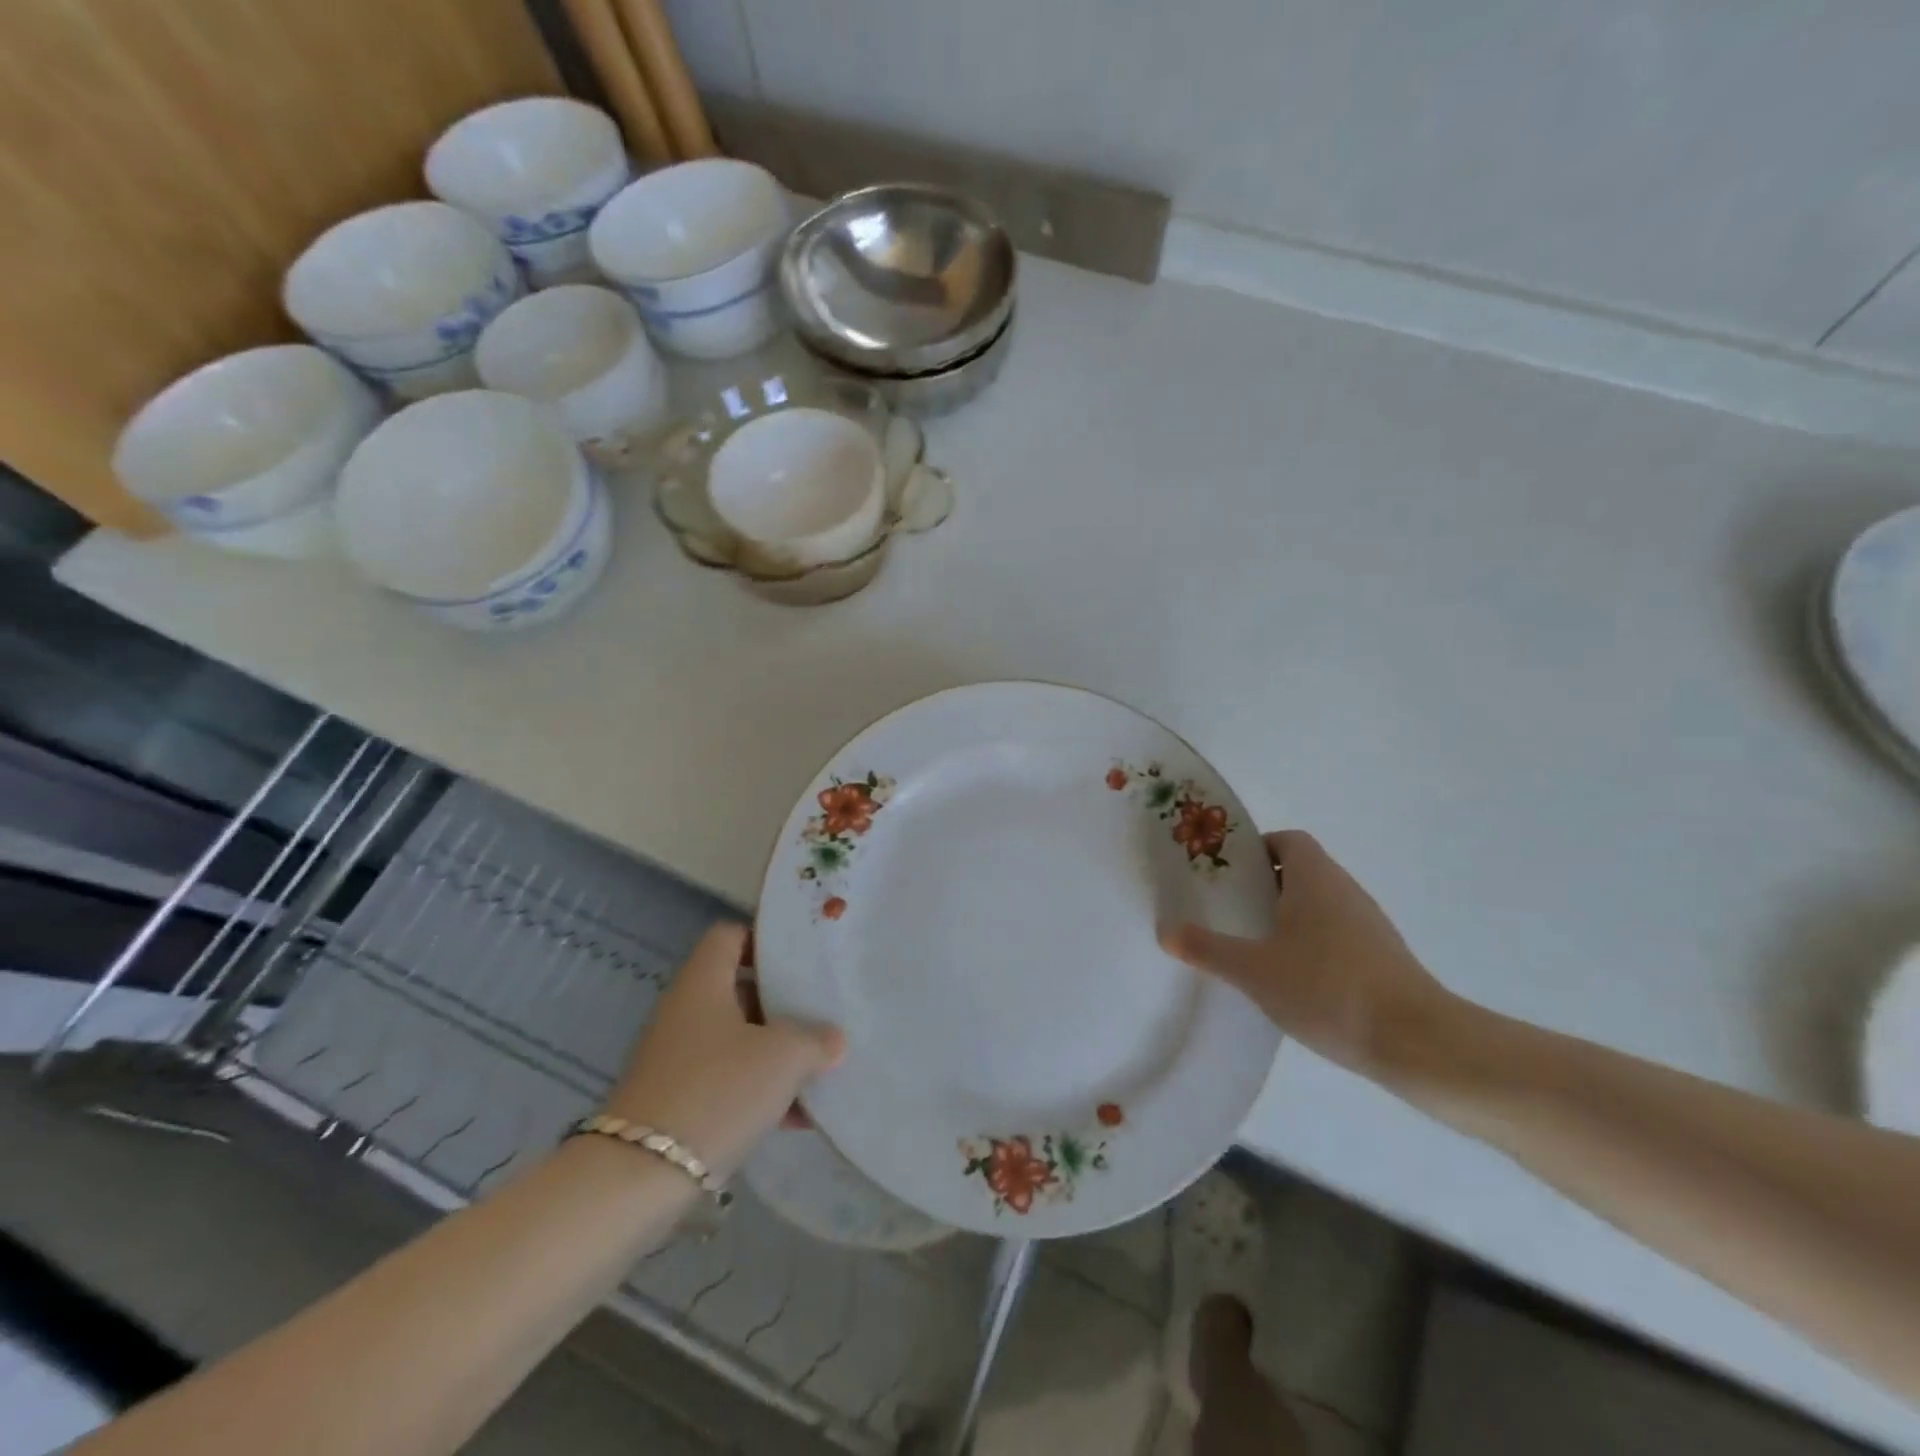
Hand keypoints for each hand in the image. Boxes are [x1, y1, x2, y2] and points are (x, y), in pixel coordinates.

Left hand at [601, 924, 843, 1177]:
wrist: (640, 1178)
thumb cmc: (717, 1091)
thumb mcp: (783, 1057)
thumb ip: (815, 1039)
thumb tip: (832, 1039)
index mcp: (703, 983)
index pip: (731, 936)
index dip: (765, 940)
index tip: (803, 959)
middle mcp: (685, 1011)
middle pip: (739, 989)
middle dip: (782, 1003)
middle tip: (822, 1012)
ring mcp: (677, 1058)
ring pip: (736, 1039)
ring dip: (775, 1052)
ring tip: (819, 1068)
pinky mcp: (676, 1101)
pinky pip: (727, 1081)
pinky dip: (759, 1091)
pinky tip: (796, 1117)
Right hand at [1160, 830, 1465, 1078]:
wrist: (1418, 1042)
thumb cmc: (1328, 989)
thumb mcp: (1254, 971)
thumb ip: (1207, 949)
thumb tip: (1166, 931)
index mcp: (1315, 878)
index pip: (1287, 841)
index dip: (1255, 849)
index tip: (1227, 875)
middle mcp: (1345, 890)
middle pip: (1300, 871)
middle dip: (1263, 886)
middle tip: (1229, 909)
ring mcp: (1368, 924)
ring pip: (1318, 904)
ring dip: (1286, 916)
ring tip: (1253, 946)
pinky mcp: (1381, 957)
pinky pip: (1335, 933)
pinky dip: (1310, 943)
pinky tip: (1291, 979)